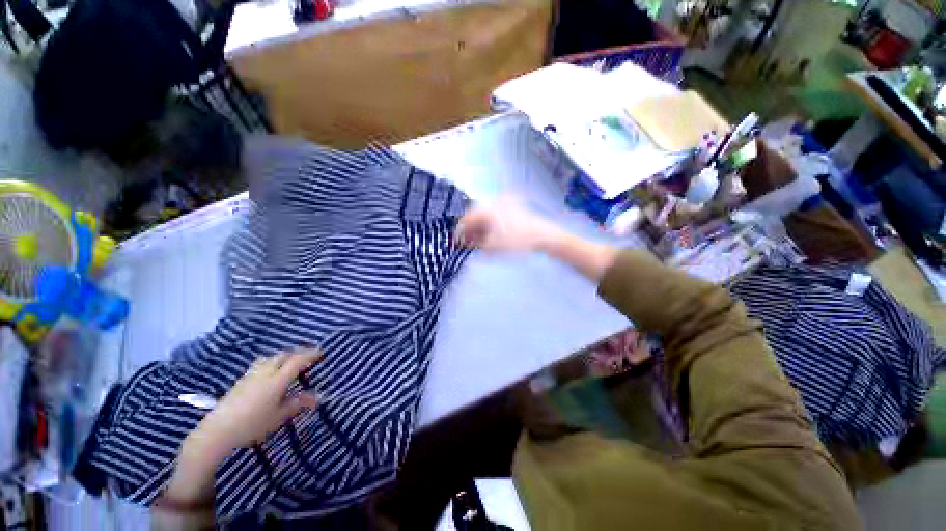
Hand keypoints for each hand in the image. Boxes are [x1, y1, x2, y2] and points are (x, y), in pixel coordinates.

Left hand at [186, 350, 322, 459]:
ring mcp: (252, 373)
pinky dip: (273, 362)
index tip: (320, 353)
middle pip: (282, 356)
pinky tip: (273, 372)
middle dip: (297, 354)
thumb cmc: (255, 423)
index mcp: (276, 380)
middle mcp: (264, 371)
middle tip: (309, 358)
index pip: (295, 362)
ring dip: (283, 357)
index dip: (309, 355)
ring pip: (271, 358)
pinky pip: (262, 363)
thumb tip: (314, 397)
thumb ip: (296, 404)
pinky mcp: (244, 378)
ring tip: (292, 365)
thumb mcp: (279, 417)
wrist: (225, 424)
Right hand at [455, 199, 563, 252]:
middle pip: (475, 216)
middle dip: (470, 230)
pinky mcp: (514, 208)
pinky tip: (493, 236)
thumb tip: (467, 244)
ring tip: (480, 241)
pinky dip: (491, 225)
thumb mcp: (493, 247)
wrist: (544, 235)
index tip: (456, 243)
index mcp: (485, 210)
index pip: (465, 220)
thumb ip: (476, 245)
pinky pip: (496, 215)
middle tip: (468, 243)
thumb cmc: (517, 241)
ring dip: (481, 227)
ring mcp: (505, 204)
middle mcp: (493, 203)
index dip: (459, 233)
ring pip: (486, 215)